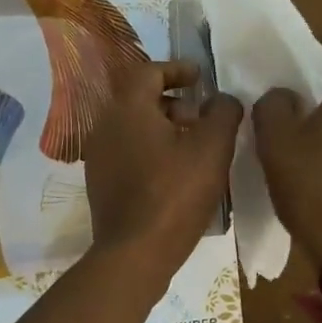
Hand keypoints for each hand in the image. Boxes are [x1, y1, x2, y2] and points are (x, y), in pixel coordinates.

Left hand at [84, 60, 242, 277]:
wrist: (134, 253)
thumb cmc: (174, 194)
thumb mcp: (212, 149)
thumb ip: (223, 113)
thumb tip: (222, 99)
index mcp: (127, 108)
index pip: (148, 71)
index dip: (176, 69)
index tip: (200, 77)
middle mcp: (105, 125)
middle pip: (138, 98)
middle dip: (172, 101)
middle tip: (201, 116)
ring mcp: (98, 156)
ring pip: (132, 126)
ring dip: (162, 126)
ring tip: (193, 146)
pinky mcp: (100, 182)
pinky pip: (127, 151)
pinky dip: (150, 148)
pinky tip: (174, 172)